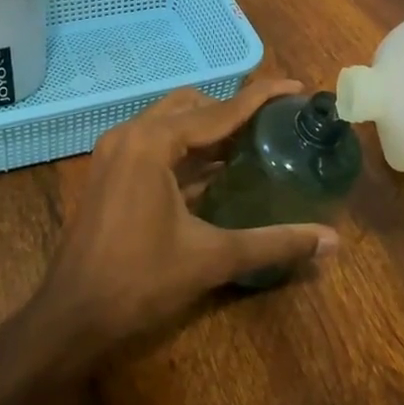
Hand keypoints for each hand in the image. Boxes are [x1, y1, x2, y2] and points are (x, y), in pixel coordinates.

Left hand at [29, 80, 339, 359]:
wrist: (71, 316)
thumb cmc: (139, 281)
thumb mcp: (211, 258)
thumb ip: (273, 243)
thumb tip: (332, 242)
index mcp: (152, 143)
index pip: (219, 110)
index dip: (261, 97)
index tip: (295, 88)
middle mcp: (131, 135)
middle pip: (193, 106)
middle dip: (233, 110)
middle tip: (273, 125)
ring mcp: (115, 153)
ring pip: (171, 123)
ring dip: (209, 129)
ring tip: (252, 144)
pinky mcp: (110, 173)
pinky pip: (156, 145)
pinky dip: (188, 149)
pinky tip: (217, 171)